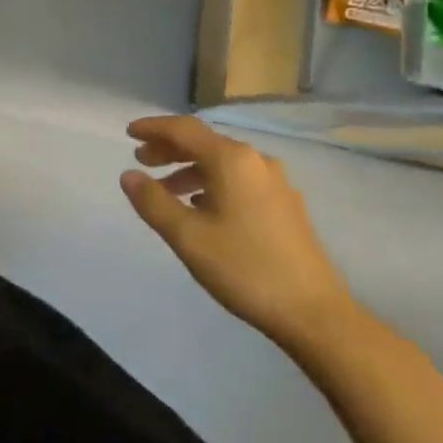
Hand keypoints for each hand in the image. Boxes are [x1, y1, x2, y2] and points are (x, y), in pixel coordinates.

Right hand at [121, 116, 358, 352]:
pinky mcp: (285, 205)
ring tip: (165, 189)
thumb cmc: (245, 268)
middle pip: (204, 142)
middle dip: (169, 149)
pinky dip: (211, 183)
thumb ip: (153, 201)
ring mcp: (275, 183)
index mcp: (232, 160)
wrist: (314, 313)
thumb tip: (128, 175)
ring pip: (222, 163)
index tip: (128, 132)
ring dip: (189, 169)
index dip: (153, 128)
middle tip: (141, 160)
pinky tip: (200, 207)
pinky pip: (238, 179)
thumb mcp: (187, 236)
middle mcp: (255, 161)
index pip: (184, 129)